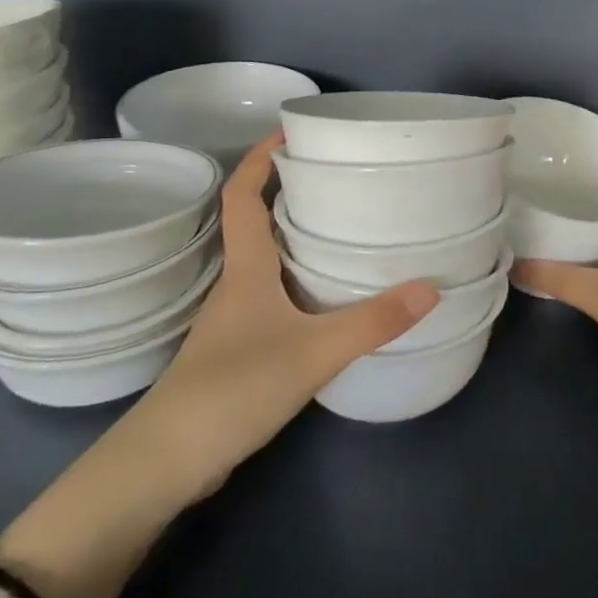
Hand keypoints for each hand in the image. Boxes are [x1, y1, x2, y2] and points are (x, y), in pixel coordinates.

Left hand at [118, 132, 438, 505]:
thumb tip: (432, 288)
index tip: (289, 132)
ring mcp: (235, 320)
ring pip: (267, 261)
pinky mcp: (240, 350)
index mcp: (246, 269)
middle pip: (257, 222)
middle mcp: (237, 284)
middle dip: (291, 192)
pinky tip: (331, 295)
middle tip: (340, 177)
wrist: (165, 465)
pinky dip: (299, 280)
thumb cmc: (232, 390)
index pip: (242, 197)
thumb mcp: (312, 352)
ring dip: (297, 236)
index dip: (260, 159)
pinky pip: (274, 296)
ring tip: (346, 226)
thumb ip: (372, 321)